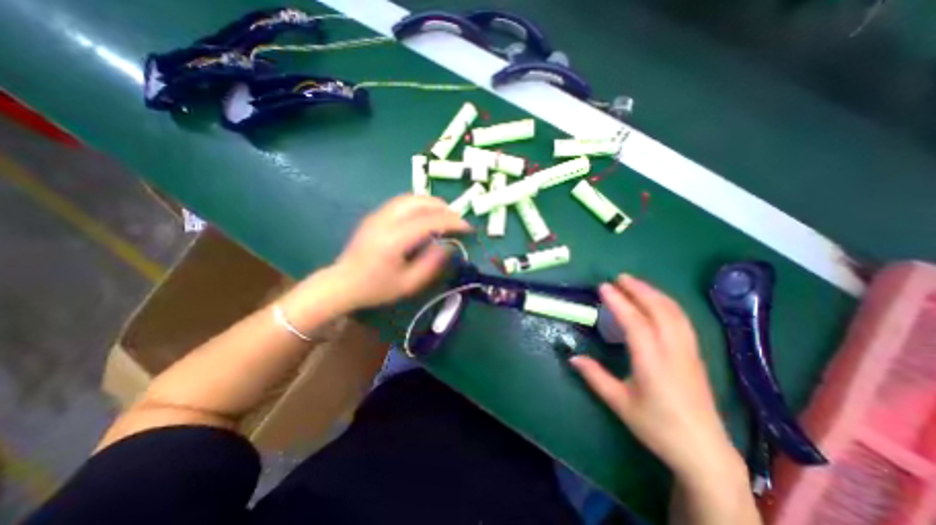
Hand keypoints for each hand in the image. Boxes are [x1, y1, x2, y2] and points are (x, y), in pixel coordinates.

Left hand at [329, 195, 472, 310]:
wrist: (342, 283)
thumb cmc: (376, 287)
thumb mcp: (409, 284)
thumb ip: (431, 264)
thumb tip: (448, 246)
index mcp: (395, 239)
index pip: (430, 220)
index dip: (453, 221)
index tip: (468, 227)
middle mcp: (386, 220)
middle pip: (420, 201)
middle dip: (443, 207)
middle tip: (458, 220)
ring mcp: (378, 215)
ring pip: (411, 197)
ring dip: (432, 203)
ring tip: (445, 216)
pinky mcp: (375, 215)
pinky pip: (402, 202)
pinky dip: (419, 205)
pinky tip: (425, 217)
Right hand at [571, 275, 745, 482]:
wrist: (703, 451)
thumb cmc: (657, 426)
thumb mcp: (619, 403)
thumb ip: (595, 376)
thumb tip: (572, 357)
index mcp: (652, 362)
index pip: (635, 322)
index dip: (618, 302)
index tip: (603, 287)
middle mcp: (673, 351)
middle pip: (659, 310)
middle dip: (639, 289)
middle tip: (619, 277)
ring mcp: (688, 351)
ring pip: (674, 312)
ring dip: (654, 293)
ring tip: (635, 283)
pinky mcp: (695, 354)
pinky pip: (682, 320)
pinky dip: (667, 303)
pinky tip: (657, 302)